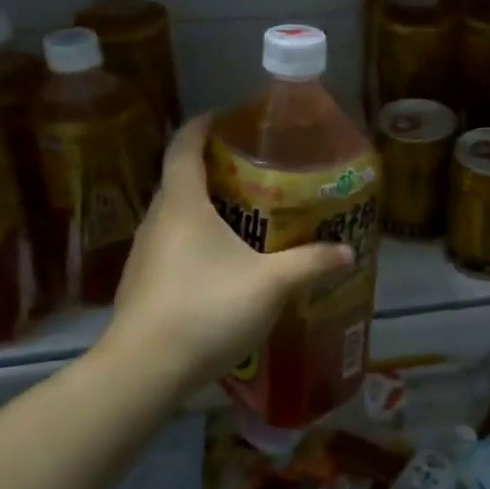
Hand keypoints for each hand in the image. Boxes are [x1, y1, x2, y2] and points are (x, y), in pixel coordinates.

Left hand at [97, 115, 351, 388]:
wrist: (143, 371)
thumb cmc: (206, 309)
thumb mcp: (271, 285)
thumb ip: (310, 263)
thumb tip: (348, 252)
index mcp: (183, 205)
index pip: (184, 146)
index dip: (203, 126)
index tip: (226, 117)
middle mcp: (158, 220)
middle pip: (181, 180)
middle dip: (214, 169)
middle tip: (255, 172)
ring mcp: (144, 254)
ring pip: (176, 216)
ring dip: (205, 208)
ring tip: (244, 216)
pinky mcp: (141, 284)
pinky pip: (172, 246)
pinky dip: (196, 240)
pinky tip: (222, 265)